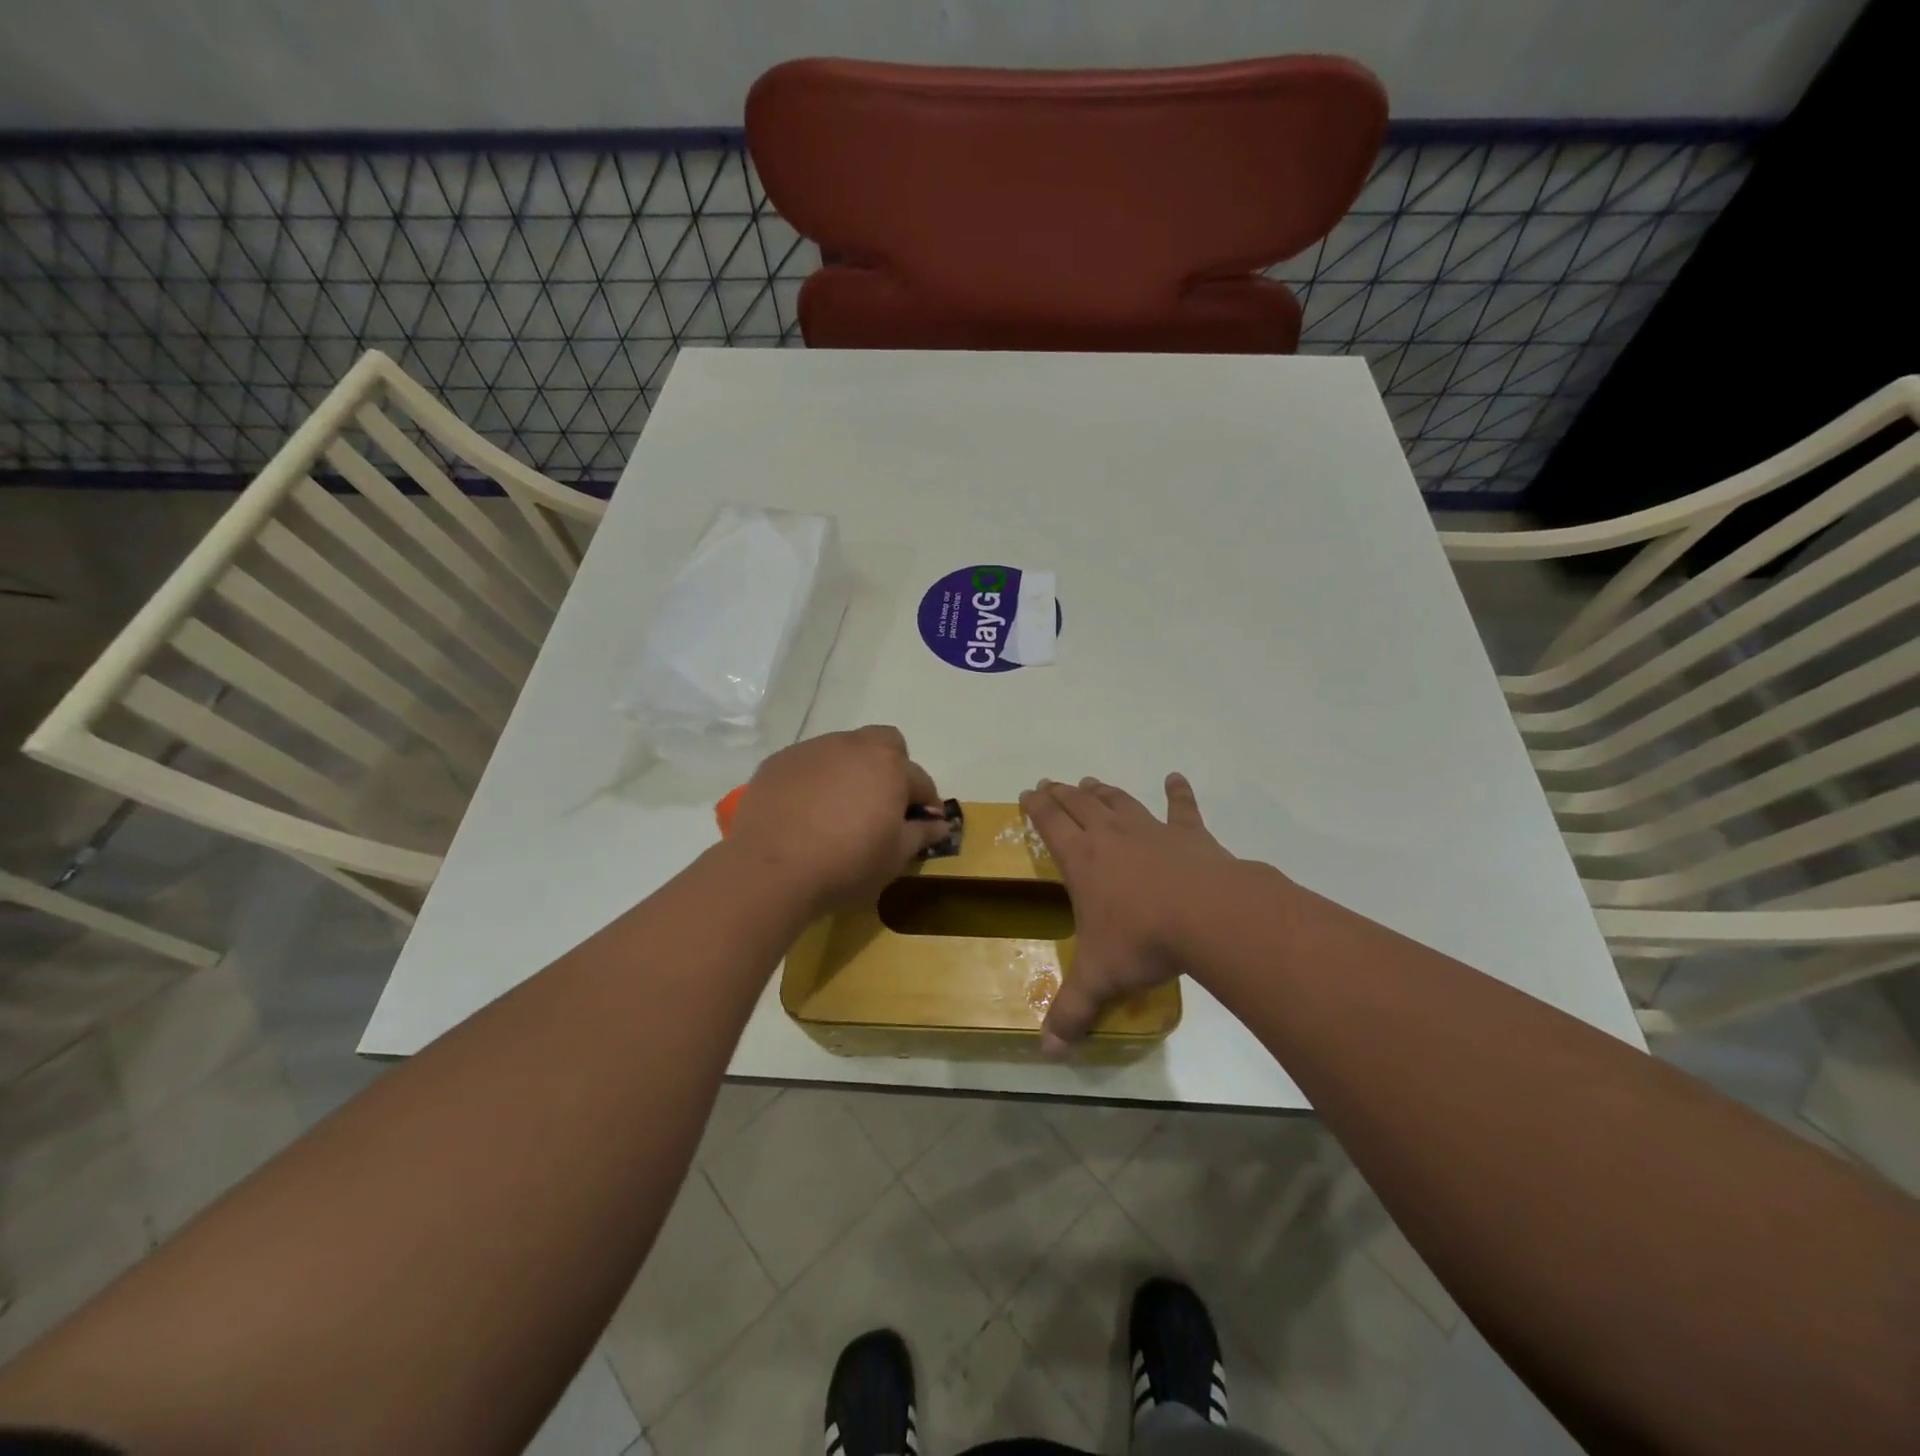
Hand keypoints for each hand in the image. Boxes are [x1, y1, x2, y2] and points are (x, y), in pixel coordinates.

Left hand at [726, 725, 949, 914]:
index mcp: (889, 765)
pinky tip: (806, 811)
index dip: (925, 803)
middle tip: (882, 804)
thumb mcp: (894, 858)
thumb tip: (941, 823)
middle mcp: (853, 746)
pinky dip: (816, 780)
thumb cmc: (845, 864)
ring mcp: (812, 750)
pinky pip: (809, 763)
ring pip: (843, 750)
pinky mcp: (778, 762)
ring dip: (851, 771)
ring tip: (840, 808)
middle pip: (884, 744)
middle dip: (891, 767)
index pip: (920, 780)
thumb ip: (921, 834)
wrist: (769, 870)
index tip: (921, 825)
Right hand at [1018, 773, 1235, 1054]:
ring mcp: (1151, 831)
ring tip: (1090, 782)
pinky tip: (1175, 777)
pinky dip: (1178, 792)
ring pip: (1119, 802)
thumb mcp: (1100, 979)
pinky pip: (1181, 808)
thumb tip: (1047, 1051)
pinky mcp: (1190, 835)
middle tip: (1050, 783)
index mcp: (1083, 861)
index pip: (1051, 825)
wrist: (1208, 916)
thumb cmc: (1143, 941)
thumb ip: (1072, 1012)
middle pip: (1080, 805)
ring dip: (1102, 792)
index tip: (1027, 792)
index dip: (1037, 808)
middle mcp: (1112, 836)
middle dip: (1062, 794)